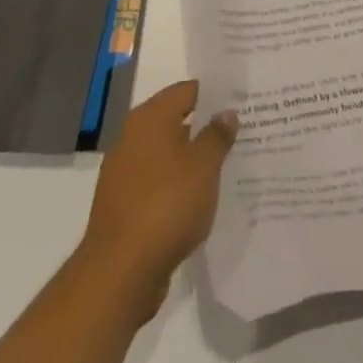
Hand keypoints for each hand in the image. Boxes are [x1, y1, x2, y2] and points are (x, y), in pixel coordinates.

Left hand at [79, 80, 237, 320]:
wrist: (120, 272)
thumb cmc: (166, 205)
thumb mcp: (204, 166)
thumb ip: (217, 135)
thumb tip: (226, 113)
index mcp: (149, 118)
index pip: (187, 90)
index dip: (215, 93)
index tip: (242, 100)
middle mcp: (132, 137)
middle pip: (175, 120)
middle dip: (206, 125)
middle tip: (242, 129)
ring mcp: (125, 172)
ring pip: (168, 153)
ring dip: (193, 157)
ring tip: (229, 162)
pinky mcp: (124, 204)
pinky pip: (158, 181)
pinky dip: (179, 183)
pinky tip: (202, 195)